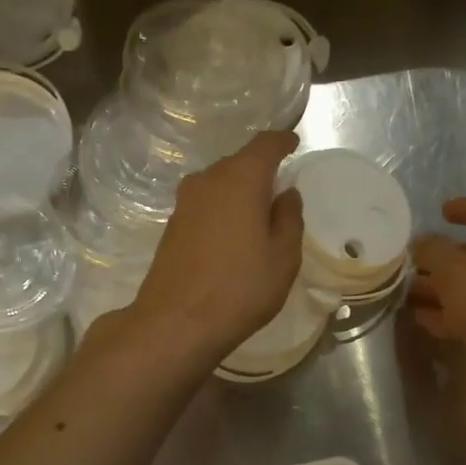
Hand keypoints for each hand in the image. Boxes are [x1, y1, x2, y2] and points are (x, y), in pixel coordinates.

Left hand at [127, 131, 303, 361]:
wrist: (176, 322)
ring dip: (239, 192)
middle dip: (260, 170)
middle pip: (239, 163)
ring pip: (219, 184)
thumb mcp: (283, 257)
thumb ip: (289, 218)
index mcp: (240, 179)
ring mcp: (184, 203)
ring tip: (257, 214)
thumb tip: (285, 194)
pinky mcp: (172, 226)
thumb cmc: (240, 288)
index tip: (293, 143)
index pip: (265, 145)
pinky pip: (205, 205)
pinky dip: (222, 210)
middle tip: (279, 189)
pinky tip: (232, 234)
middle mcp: (208, 180)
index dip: (282, 141)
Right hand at [409, 199, 465, 380]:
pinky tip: (425, 321)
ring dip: (442, 288)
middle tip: (411, 264)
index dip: (465, 208)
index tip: (441, 212)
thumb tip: (423, 243)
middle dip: (443, 258)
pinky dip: (452, 313)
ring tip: (409, 295)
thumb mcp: (458, 276)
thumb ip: (435, 253)